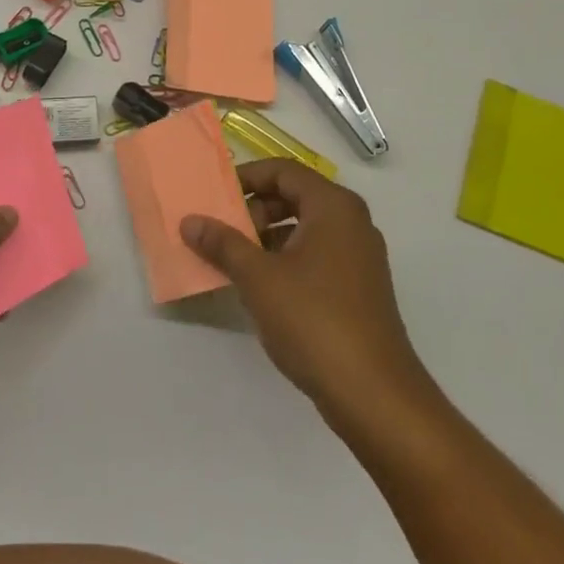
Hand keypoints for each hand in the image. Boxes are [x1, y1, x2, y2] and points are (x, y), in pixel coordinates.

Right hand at [182, 160, 427, 423]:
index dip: (245, 178)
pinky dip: (285, 259)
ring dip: (266, 237)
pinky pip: (315, 255)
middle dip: (254, 210)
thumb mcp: (258, 277)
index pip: (283, 171)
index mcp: (333, 206)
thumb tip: (190, 221)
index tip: (214, 197)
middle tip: (222, 232)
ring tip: (233, 261)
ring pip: (304, 228)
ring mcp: (359, 256)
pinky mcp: (358, 287)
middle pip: (295, 196)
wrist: (372, 392)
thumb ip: (222, 243)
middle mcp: (351, 222)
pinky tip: (260, 287)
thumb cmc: (313, 319)